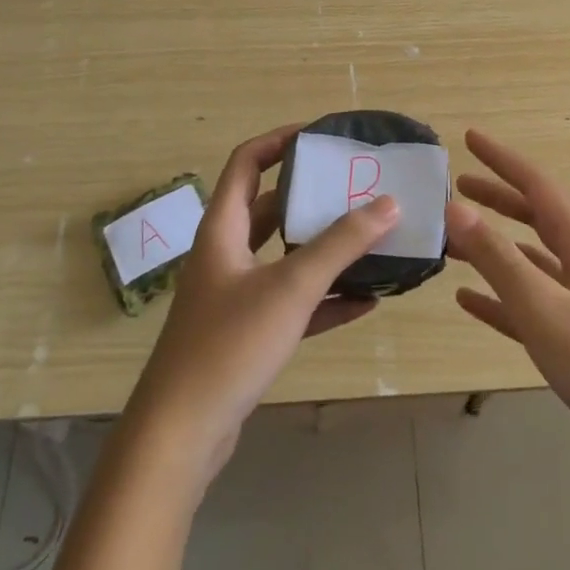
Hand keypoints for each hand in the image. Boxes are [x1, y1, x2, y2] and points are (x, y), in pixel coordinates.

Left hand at [122, 124, 398, 498]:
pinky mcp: (247, 333)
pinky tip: (367, 300)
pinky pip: (292, 302)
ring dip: (324, 249)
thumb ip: (341, 244)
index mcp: (223, 228)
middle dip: (313, 196)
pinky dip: (325, 297)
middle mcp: (226, 254)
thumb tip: (389, 203)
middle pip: (271, 208)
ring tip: (371, 237)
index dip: (280, 141)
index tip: (322, 135)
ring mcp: (236, 295)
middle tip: (357, 187)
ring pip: (285, 257)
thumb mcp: (291, 287)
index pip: (247, 162)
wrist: (180, 435)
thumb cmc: (229, 344)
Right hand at [446, 128, 569, 515]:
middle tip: (456, 186)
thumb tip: (454, 206)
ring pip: (531, 260)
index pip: (538, 186)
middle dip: (497, 198)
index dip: (503, 160)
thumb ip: (498, 258)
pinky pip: (532, 304)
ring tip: (453, 241)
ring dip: (494, 246)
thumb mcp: (545, 309)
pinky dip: (500, 295)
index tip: (468, 137)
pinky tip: (468, 301)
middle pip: (536, 217)